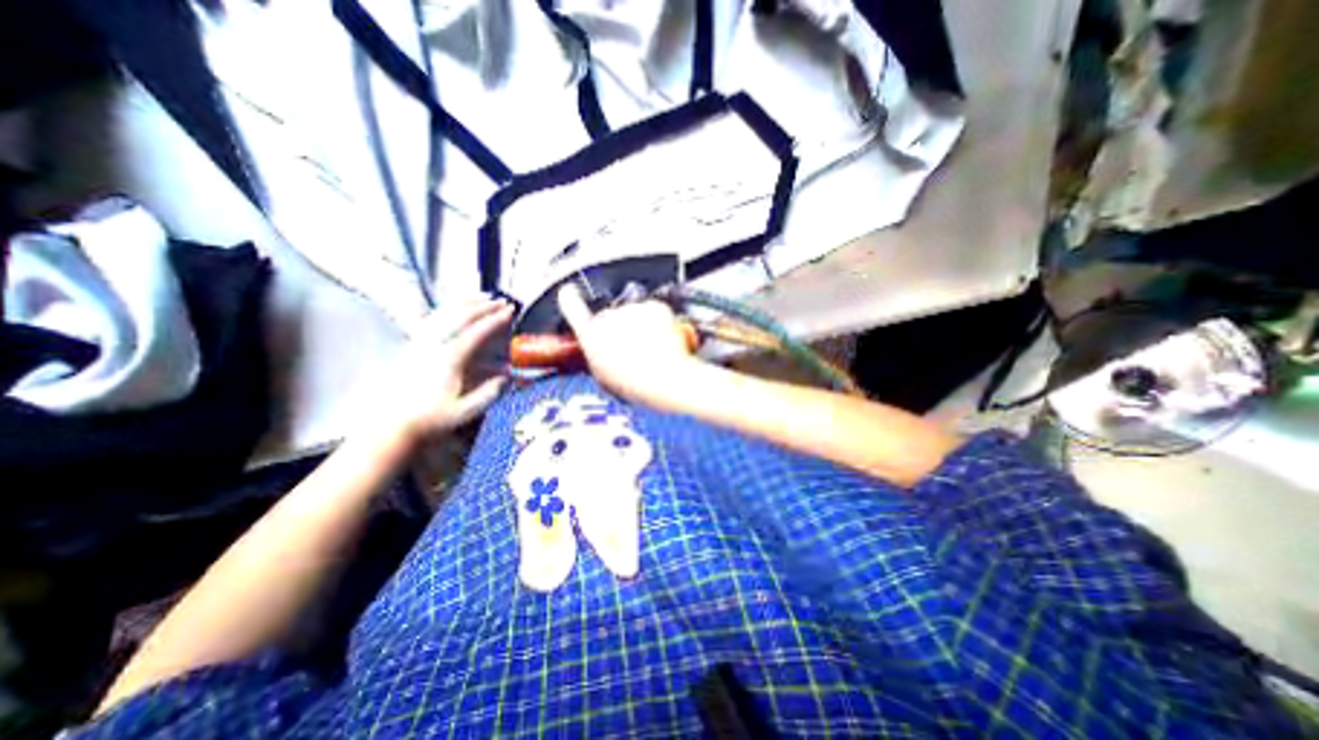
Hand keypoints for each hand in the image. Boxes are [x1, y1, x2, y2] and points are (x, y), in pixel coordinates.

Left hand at [371, 297, 520, 447]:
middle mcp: (432, 346)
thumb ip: (490, 393)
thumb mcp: (466, 411)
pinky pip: (431, 320)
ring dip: (465, 303)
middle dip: (483, 306)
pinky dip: (447, 310)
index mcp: (449, 359)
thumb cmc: (431, 422)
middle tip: (502, 301)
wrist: (390, 429)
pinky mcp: (410, 348)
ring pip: (443, 314)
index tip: (512, 311)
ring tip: (482, 297)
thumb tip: (508, 376)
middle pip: (460, 317)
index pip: (476, 332)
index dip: (496, 320)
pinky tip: (454, 310)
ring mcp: (419, 345)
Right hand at [555, 284, 698, 411]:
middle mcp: (607, 317)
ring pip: (635, 313)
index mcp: (591, 337)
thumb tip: (601, 351)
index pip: (572, 307)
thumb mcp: (604, 377)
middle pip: (610, 316)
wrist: (665, 379)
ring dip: (641, 326)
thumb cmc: (635, 385)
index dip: (570, 298)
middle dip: (620, 328)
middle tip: (634, 350)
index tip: (569, 292)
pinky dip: (661, 322)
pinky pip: (655, 311)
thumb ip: (598, 356)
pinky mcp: (655, 306)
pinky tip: (664, 342)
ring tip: (652, 352)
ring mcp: (632, 309)